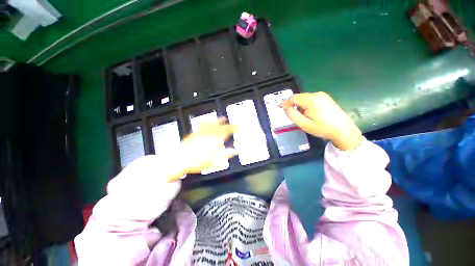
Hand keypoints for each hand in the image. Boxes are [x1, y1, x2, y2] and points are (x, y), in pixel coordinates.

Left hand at [171, 118, 237, 181]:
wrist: (180, 160)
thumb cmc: (198, 162)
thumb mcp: (214, 161)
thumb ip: (225, 155)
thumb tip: (235, 151)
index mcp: (214, 140)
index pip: (226, 132)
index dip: (234, 128)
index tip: (239, 126)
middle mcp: (208, 134)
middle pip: (219, 126)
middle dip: (226, 123)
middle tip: (230, 121)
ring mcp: (200, 133)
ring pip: (211, 124)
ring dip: (217, 120)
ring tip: (221, 118)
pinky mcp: (194, 133)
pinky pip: (201, 125)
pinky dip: (206, 122)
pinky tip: (207, 122)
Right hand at [280, 92, 362, 150]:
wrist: (344, 130)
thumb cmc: (323, 128)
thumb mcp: (304, 124)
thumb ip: (292, 115)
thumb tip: (286, 108)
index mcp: (311, 100)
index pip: (293, 98)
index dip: (285, 102)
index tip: (279, 107)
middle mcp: (317, 95)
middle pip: (299, 97)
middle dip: (293, 105)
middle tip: (292, 115)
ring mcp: (323, 96)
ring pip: (304, 98)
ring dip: (300, 106)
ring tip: (303, 117)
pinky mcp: (326, 98)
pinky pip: (311, 99)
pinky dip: (306, 105)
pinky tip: (310, 114)